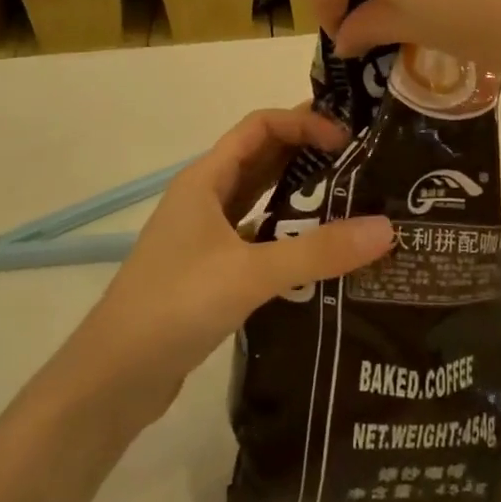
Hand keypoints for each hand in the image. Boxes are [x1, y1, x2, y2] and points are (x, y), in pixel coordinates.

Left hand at [63, 108, 394, 419]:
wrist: (113, 378)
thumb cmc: (174, 305)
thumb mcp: (250, 273)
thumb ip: (317, 251)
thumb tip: (387, 228)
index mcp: (206, 179)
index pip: (260, 126)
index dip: (303, 123)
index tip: (347, 139)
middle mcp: (205, 198)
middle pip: (262, 157)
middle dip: (308, 151)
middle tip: (362, 160)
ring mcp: (206, 236)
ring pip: (260, 198)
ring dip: (300, 192)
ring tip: (353, 198)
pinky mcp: (211, 270)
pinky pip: (258, 236)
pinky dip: (288, 234)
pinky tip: (321, 252)